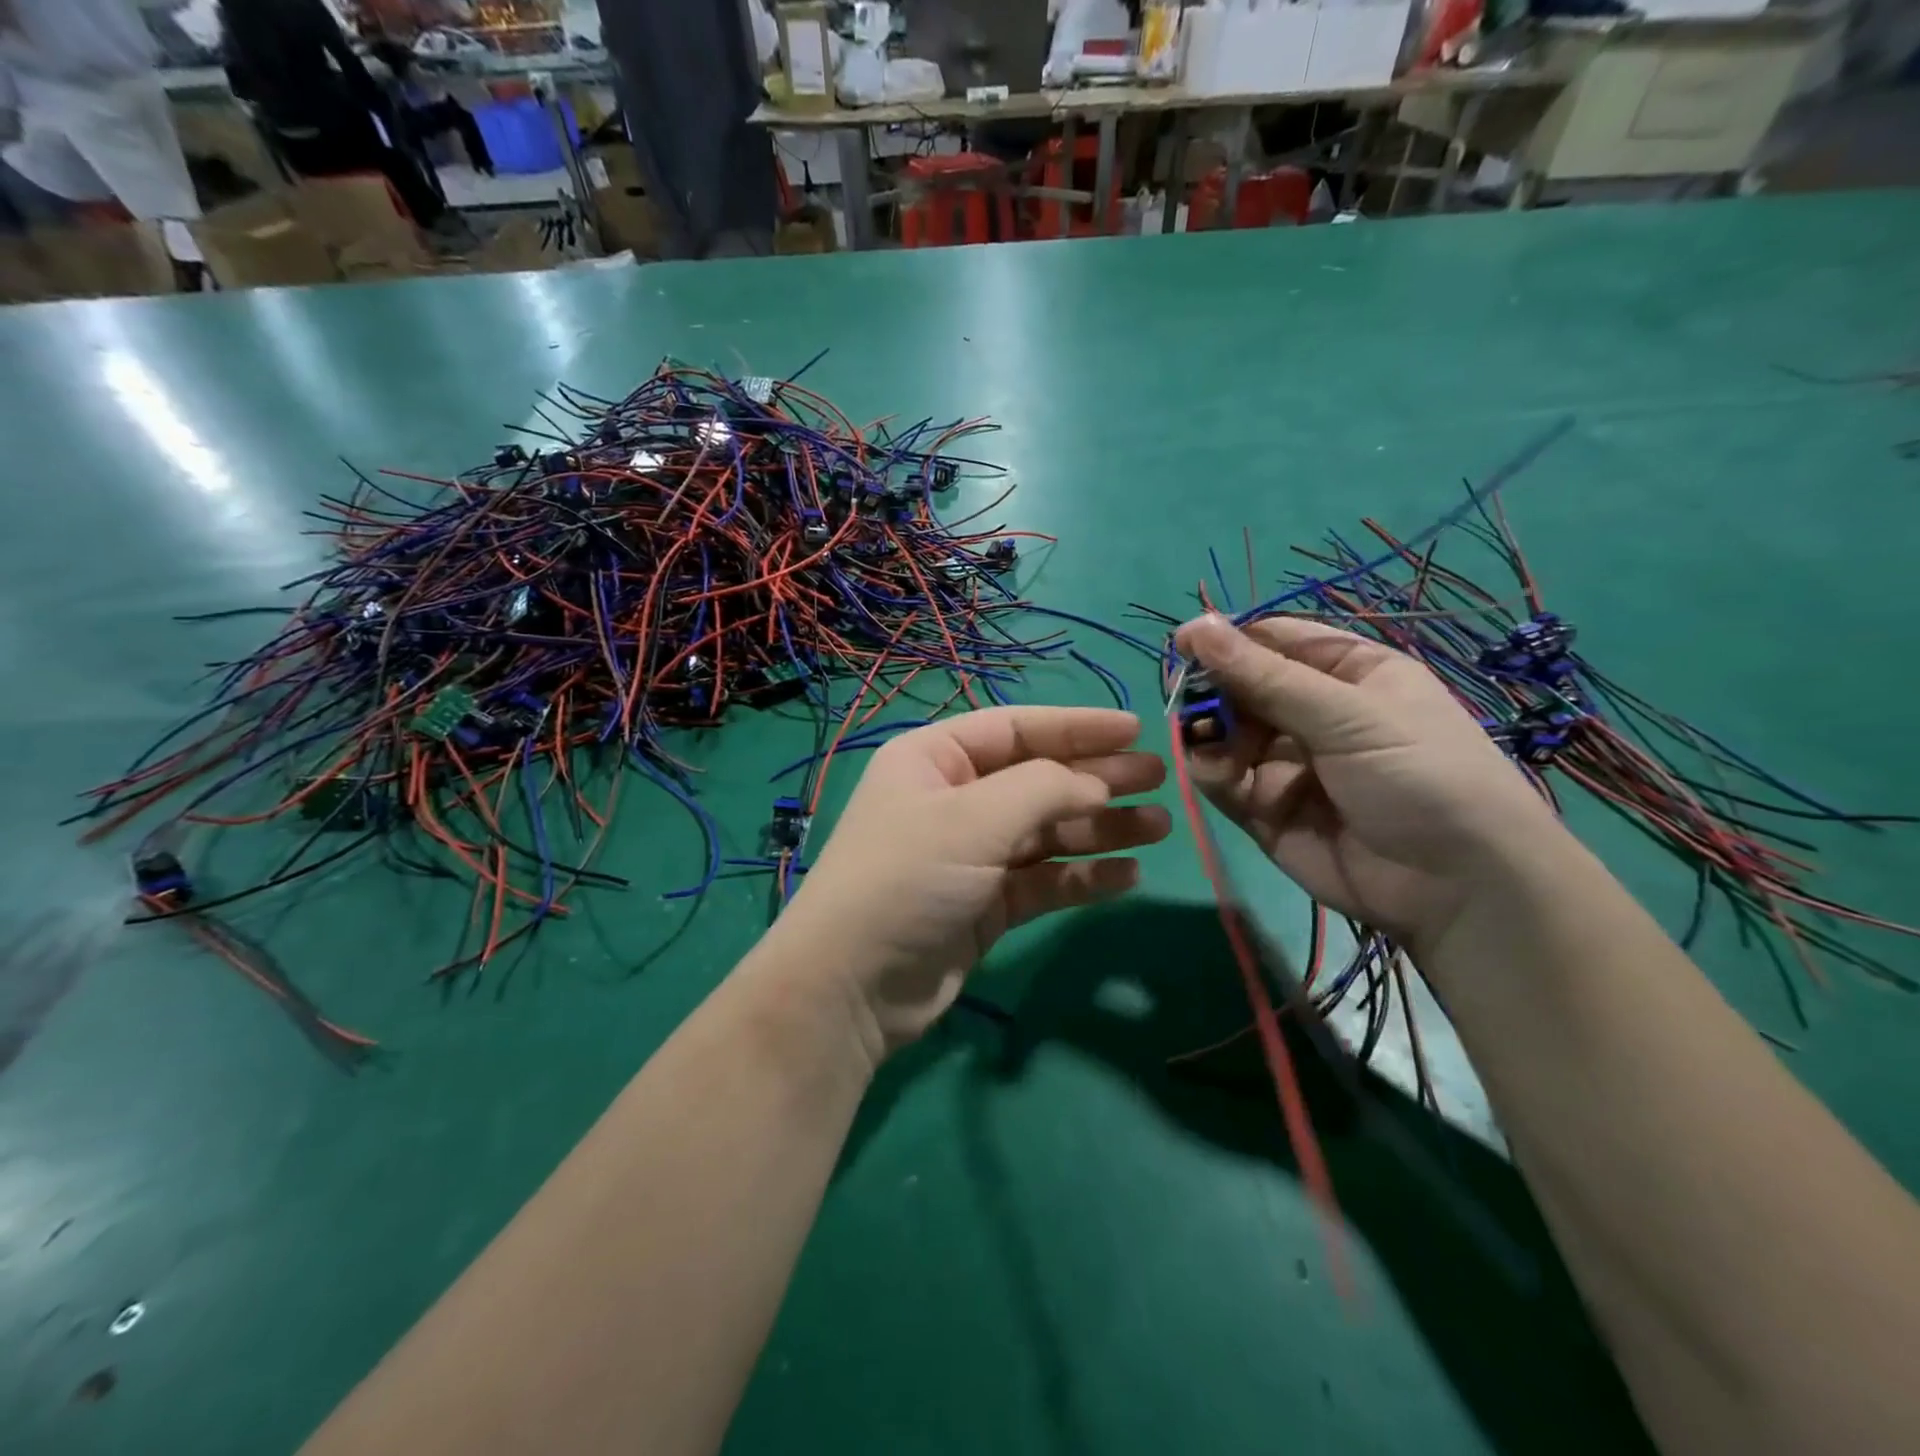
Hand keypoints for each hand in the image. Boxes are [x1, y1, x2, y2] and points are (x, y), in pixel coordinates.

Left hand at [779, 707, 1169, 1060]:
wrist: (854, 986)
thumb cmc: (907, 877)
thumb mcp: (973, 819)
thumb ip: (1043, 789)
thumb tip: (1098, 780)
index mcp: (935, 759)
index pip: (1016, 728)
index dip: (1078, 726)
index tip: (1135, 730)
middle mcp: (954, 799)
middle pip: (1038, 778)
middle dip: (1097, 778)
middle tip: (1159, 780)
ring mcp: (971, 854)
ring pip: (1047, 831)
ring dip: (1100, 829)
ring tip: (1158, 828)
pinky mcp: (986, 903)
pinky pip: (1043, 879)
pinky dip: (1082, 876)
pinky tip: (1126, 875)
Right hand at [1175, 614, 1560, 950]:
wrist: (1457, 890)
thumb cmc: (1420, 777)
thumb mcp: (1348, 716)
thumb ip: (1265, 677)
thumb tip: (1195, 625)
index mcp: (1348, 674)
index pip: (1275, 641)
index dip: (1228, 640)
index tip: (1182, 645)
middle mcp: (1313, 714)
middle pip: (1242, 687)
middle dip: (1213, 693)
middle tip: (1190, 705)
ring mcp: (1286, 763)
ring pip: (1225, 734)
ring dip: (1210, 736)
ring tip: (1211, 748)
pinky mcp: (1266, 809)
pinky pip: (1224, 780)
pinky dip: (1212, 774)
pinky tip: (1219, 776)